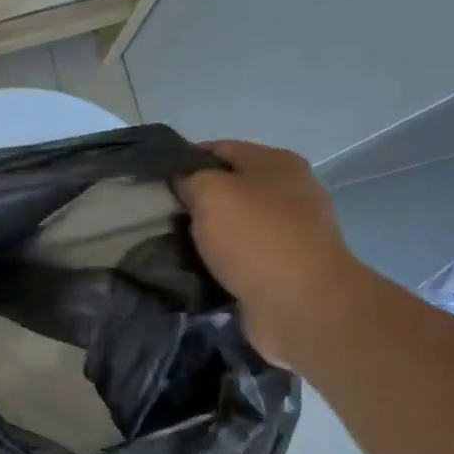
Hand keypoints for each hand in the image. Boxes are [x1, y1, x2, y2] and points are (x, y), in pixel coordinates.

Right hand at [175, 141, 368, 369]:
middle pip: (228, 188)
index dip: (184, 161)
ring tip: (169, 246)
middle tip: (158, 217)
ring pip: (232, 225)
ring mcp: (289, 232)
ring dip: (204, 235)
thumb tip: (181, 182)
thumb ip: (190, 179)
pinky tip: (194, 271)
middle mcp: (288, 191)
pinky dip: (218, 262)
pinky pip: (240, 257)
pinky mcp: (282, 268)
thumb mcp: (211, 193)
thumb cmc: (255, 237)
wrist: (299, 304)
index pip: (219, 149)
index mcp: (276, 163)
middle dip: (193, 201)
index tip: (153, 181)